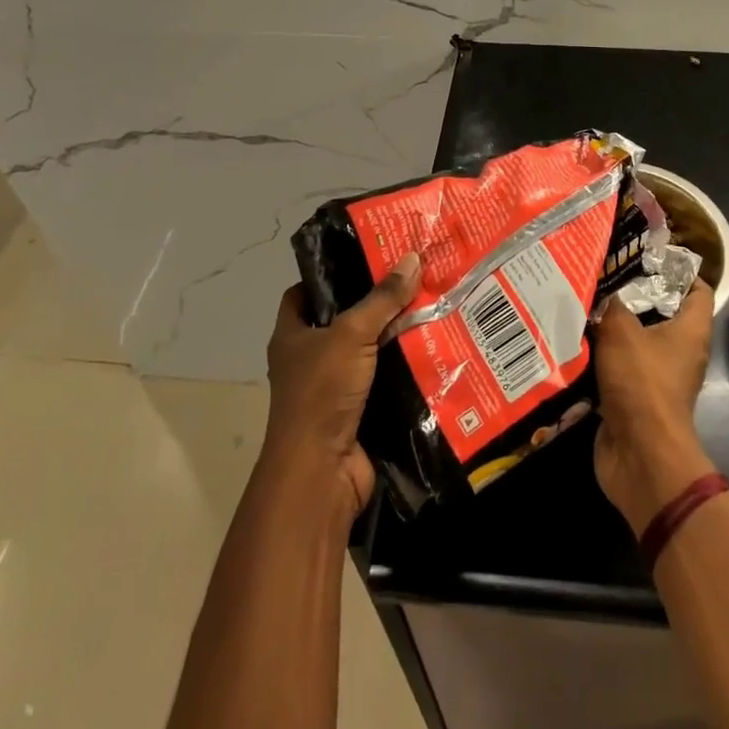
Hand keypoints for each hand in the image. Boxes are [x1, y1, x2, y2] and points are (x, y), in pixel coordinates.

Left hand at [261, 253, 419, 517]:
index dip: (330, 273)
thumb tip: (412, 258)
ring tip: (434, 305)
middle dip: (377, 302)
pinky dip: (407, 367)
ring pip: (370, 350)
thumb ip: (382, 298)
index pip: (304, 292)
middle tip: (414, 278)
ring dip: (397, 335)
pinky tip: (437, 348)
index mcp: (292, 335)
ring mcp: (334, 388)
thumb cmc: (322, 393)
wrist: (322, 471)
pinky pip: (387, 380)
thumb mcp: (351, 335)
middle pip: (345, 320)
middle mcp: (309, 359)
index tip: (367, 257)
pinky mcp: (360, 410)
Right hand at [592, 280, 717, 534]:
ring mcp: (657, 377)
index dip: (678, 268)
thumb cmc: (642, 384)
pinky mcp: (634, 398)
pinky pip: (617, 367)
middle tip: (600, 273)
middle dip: (632, 294)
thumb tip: (597, 283)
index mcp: (691, 330)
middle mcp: (679, 351)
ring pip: (634, 340)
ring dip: (610, 326)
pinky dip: (598, 356)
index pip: (697, 289)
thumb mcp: (621, 332)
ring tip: (579, 300)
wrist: (639, 455)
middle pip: (661, 312)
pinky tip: (571, 339)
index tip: (645, 253)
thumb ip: (609, 304)